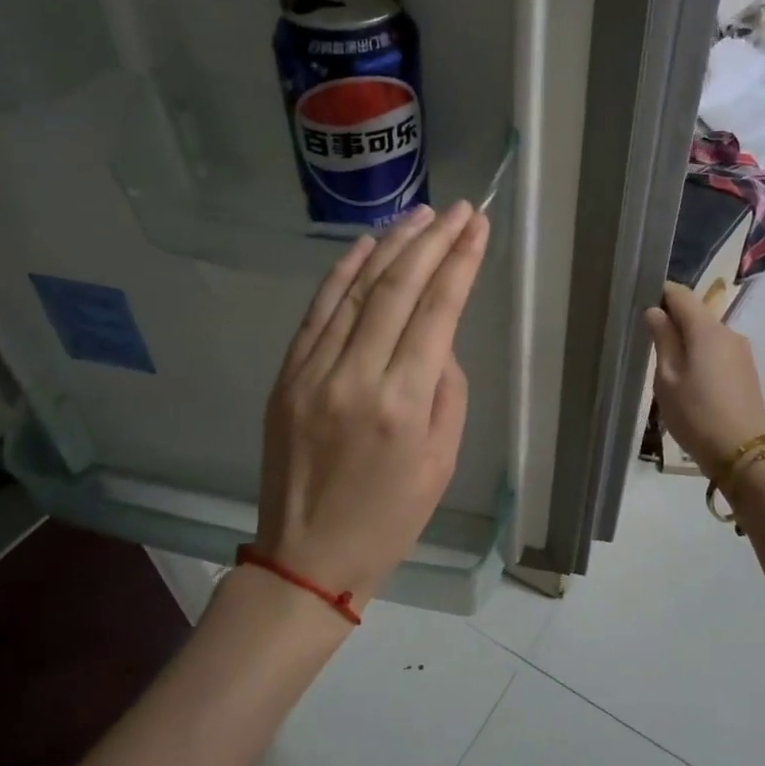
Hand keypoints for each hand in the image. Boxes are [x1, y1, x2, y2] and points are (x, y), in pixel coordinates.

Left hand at [254, 202, 489, 607]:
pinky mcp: (287, 376)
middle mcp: (356, 376)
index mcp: (403, 403)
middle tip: (457, 209)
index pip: (437, 311)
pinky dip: (342, 273)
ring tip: (418, 215)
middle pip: (397, 289)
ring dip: (389, 246)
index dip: (459, 262)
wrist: (309, 556)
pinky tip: (365, 245)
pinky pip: (317, 312)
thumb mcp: (443, 459)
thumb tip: (436, 340)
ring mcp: (313, 372)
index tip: (477, 226)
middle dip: (431, 241)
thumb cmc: (391, 516)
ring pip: (355, 291)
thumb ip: (446, 389)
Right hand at [644, 282, 764, 480]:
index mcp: (707, 330)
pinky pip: (718, 350)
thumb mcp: (667, 378)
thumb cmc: (695, 414)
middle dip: (672, 320)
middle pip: (695, 313)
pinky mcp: (746, 370)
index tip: (639, 305)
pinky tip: (690, 380)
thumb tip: (655, 310)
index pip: (680, 294)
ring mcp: (742, 352)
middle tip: (648, 342)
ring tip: (667, 367)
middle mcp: (729, 332)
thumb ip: (662, 339)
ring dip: (687, 340)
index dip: (659, 294)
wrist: (741, 453)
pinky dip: (701, 355)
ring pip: (707, 333)